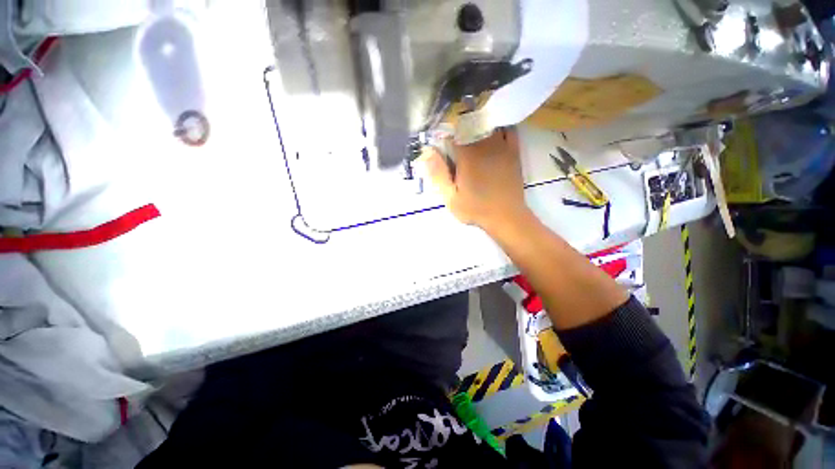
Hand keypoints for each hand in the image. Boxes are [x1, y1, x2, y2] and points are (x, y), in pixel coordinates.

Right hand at [422, 128, 530, 234]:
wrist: (506, 217)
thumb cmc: (476, 209)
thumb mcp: (451, 197)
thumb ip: (438, 174)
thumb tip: (427, 152)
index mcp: (468, 156)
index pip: (452, 132)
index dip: (443, 135)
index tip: (440, 144)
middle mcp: (485, 146)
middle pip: (470, 124)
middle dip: (458, 128)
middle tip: (454, 142)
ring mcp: (502, 147)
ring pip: (488, 124)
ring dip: (476, 125)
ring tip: (470, 135)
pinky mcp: (513, 152)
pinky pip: (507, 130)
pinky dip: (498, 128)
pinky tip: (491, 133)